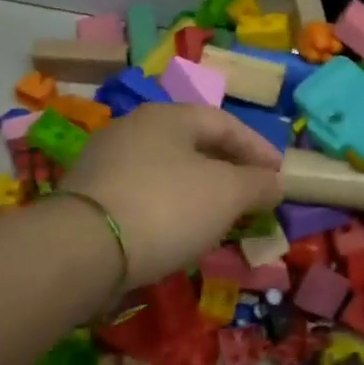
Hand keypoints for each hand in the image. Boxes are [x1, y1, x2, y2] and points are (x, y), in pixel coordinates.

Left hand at [65, 104, 282, 285]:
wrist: (83, 249)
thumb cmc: (166, 206)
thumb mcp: (227, 193)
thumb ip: (258, 184)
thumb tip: (275, 182)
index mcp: (167, 116)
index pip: (225, 123)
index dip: (258, 148)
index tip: (280, 176)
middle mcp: (133, 128)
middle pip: (194, 145)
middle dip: (228, 171)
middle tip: (252, 197)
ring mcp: (105, 161)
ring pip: (167, 171)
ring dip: (199, 192)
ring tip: (219, 219)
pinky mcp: (89, 197)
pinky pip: (143, 195)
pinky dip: (169, 209)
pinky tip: (177, 233)